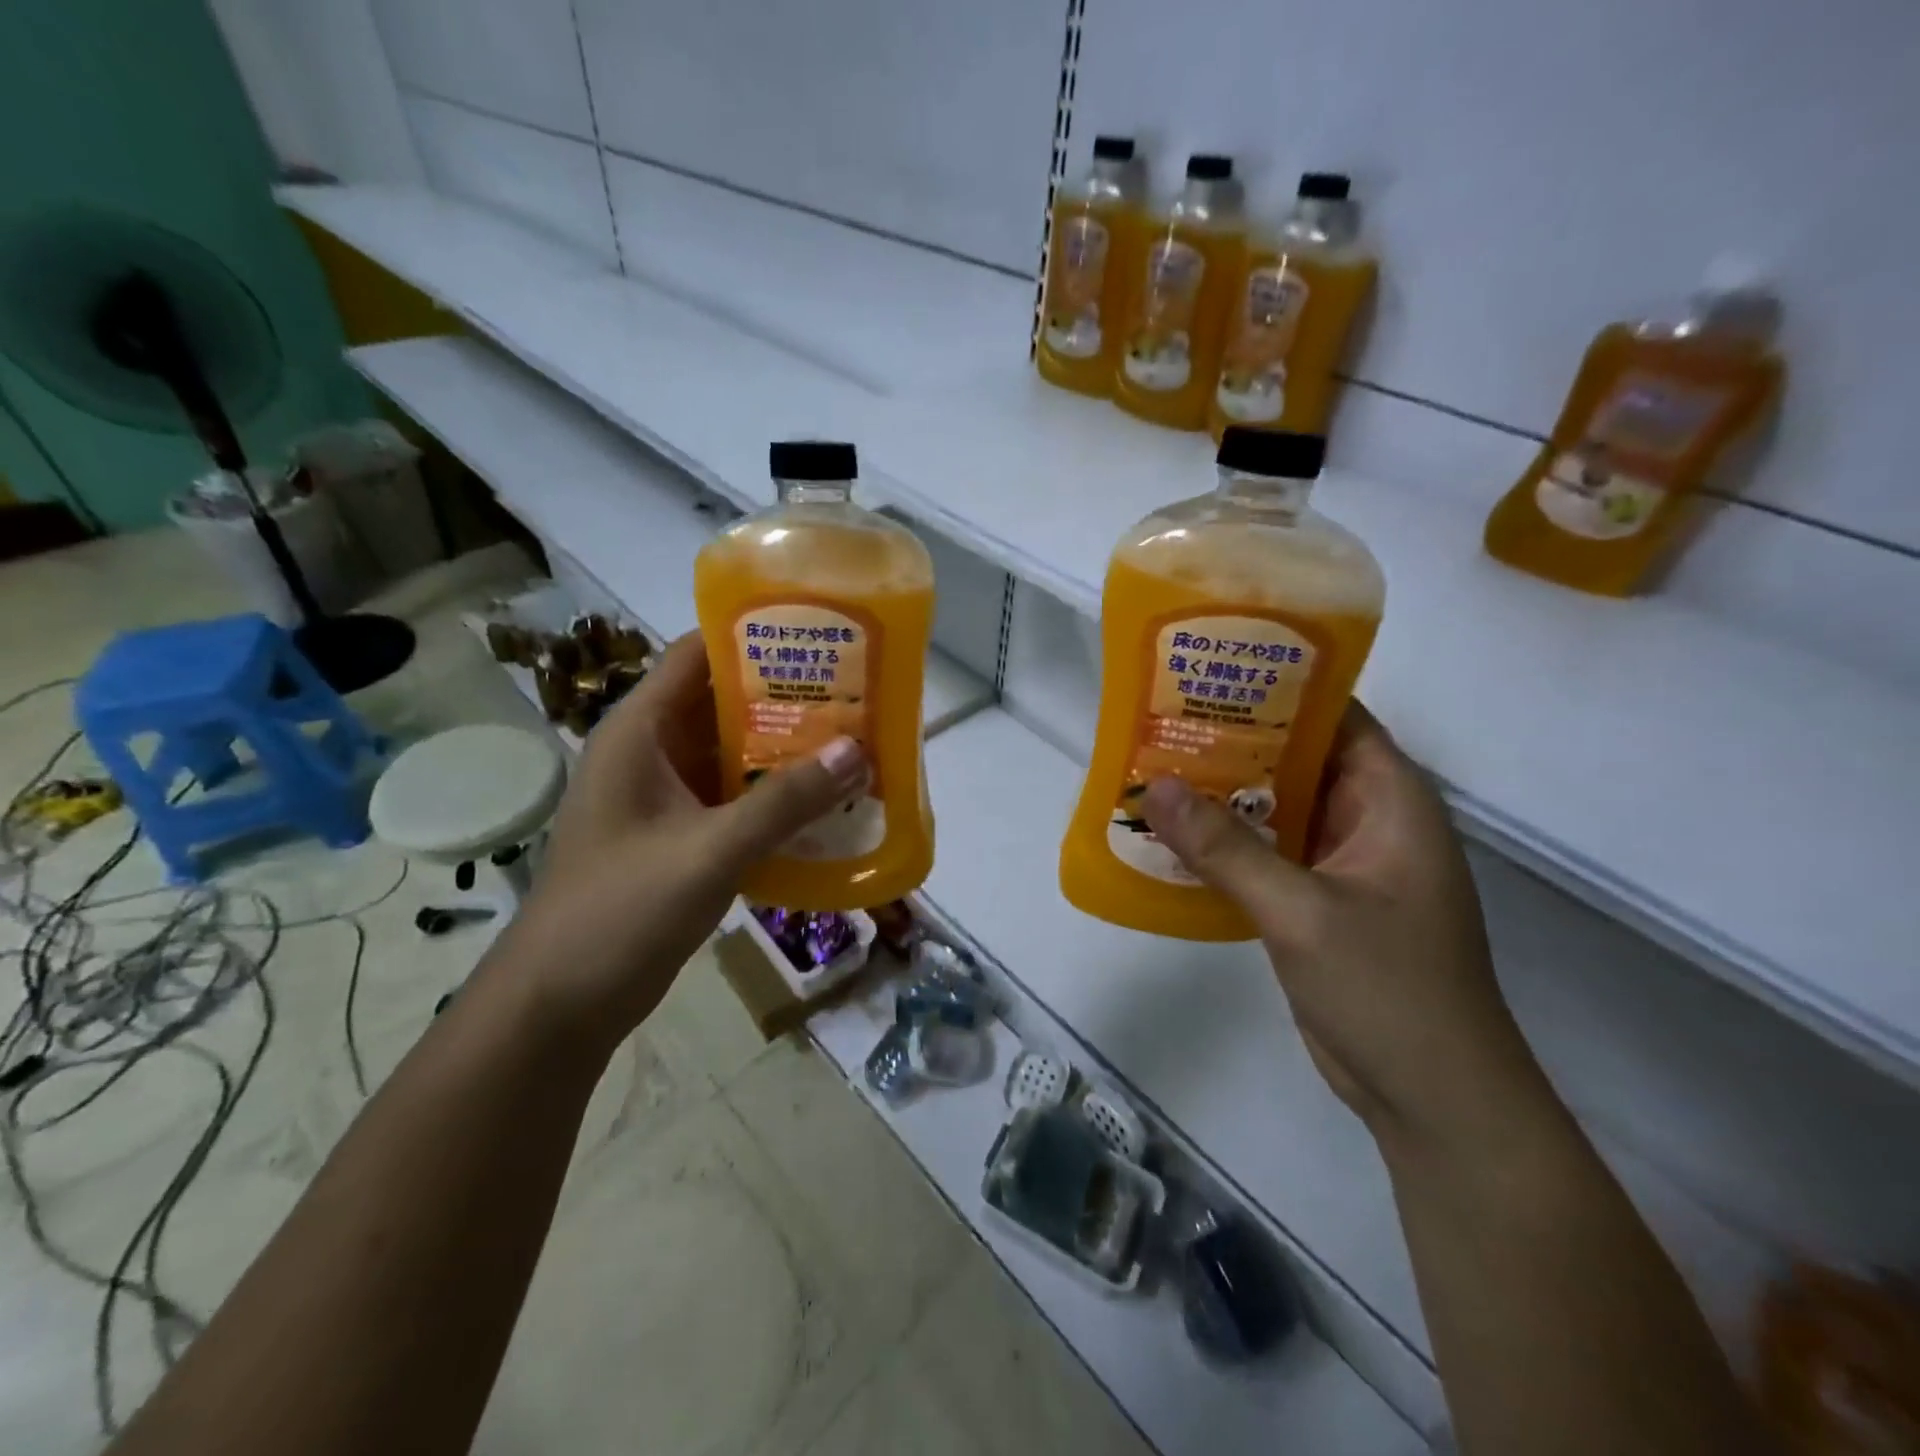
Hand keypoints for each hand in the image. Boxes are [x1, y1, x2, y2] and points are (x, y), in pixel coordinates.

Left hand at [492, 634, 867, 1044]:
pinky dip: (777, 796)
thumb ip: (785, 801)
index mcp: (640, 731)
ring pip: (735, 754)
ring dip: (788, 751)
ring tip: (854, 743)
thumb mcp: (710, 849)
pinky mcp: (681, 834)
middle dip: (789, 698)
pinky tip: (826, 804)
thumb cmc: (622, 910)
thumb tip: (858, 751)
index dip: (756, 637)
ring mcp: (666, 795)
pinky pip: (736, 798)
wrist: (563, 1002)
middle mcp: (653, 751)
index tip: (821, 637)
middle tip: (857, 694)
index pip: (699, 654)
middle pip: (726, 703)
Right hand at [1142, 703, 1544, 1147]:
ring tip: (1153, 769)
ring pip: (1274, 808)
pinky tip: (1171, 837)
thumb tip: (1153, 787)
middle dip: (1232, 740)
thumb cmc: (1389, 990)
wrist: (1432, 1099)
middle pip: (1295, 758)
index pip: (1334, 715)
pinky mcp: (1318, 901)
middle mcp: (1368, 819)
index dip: (1276, 687)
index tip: (1210, 673)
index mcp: (1389, 799)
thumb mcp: (1301, 911)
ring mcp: (1343, 863)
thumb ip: (1225, 849)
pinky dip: (1225, 843)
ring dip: (1222, 794)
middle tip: (1160, 720)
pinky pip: (1266, 853)